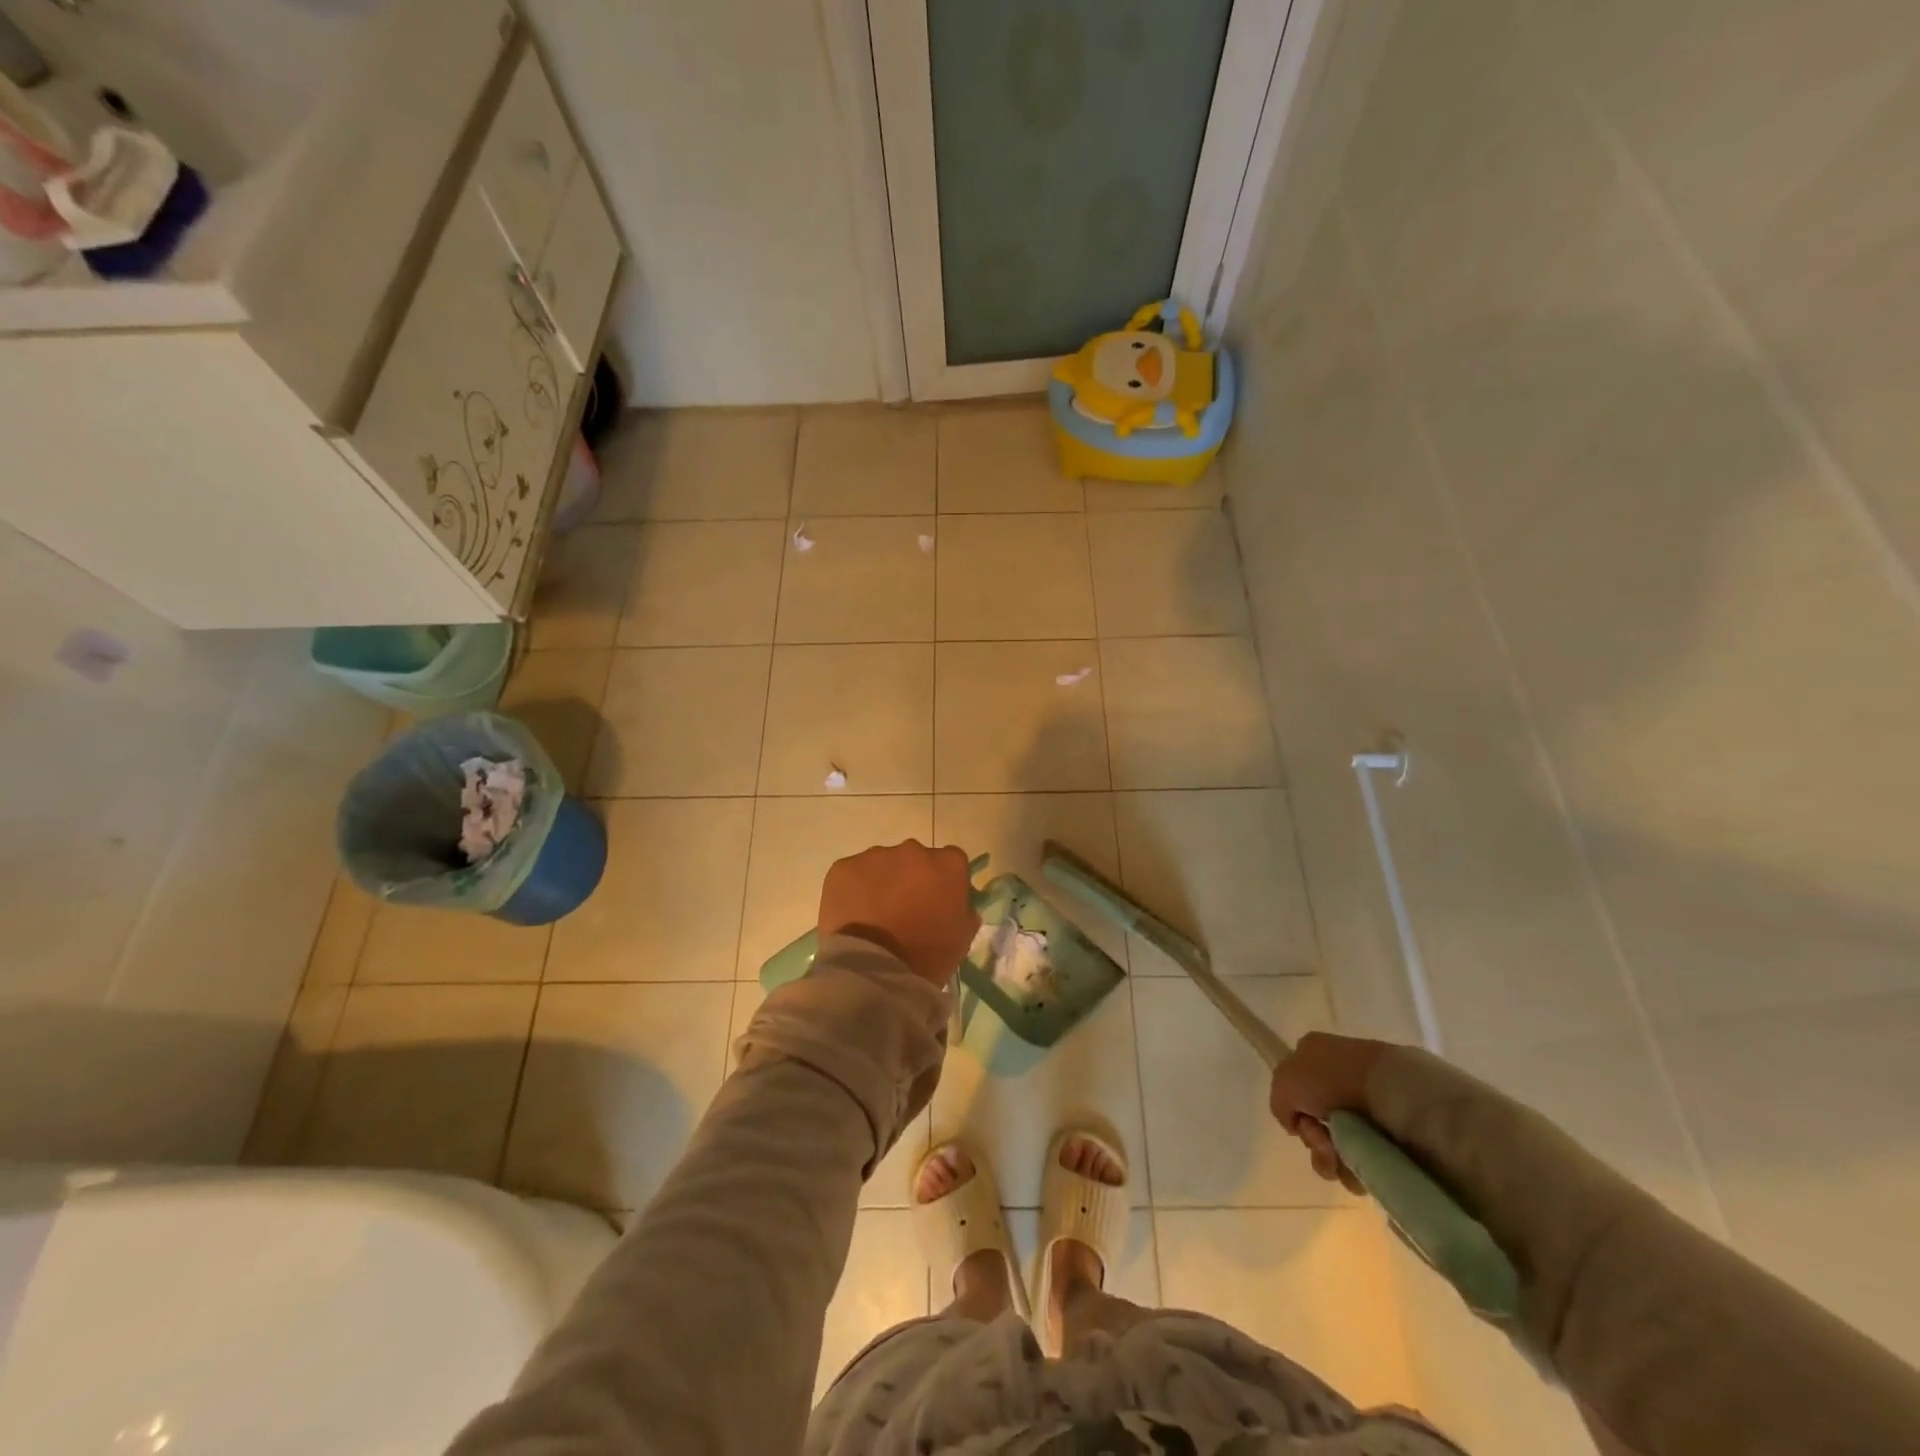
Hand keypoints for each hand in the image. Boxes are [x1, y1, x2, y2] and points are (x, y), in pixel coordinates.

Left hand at [818, 840, 979, 989]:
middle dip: (911, 878)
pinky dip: (854, 889)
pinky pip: (853, 874)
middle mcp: (913, 850)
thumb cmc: (927, 956)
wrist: (875, 970)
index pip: (951, 862)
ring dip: (882, 882)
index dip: (943, 882)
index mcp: (948, 864)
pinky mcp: (844, 867)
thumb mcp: (963, 936)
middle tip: (904, 910)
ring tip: (875, 916)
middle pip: (915, 859)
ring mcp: (876, 856)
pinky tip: (854, 915)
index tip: (936, 902)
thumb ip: (963, 909)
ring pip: (882, 864)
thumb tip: (955, 902)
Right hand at [1268, 1031, 1388, 1195]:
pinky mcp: (1391, 1132)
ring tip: (1344, 1158)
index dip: (1294, 1110)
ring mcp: (1367, 1104)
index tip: (1301, 1121)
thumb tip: (1295, 1124)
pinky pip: (1364, 1160)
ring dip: (1332, 1159)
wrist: (1391, 1091)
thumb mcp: (1285, 1081)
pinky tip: (1361, 1165)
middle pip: (1315, 1122)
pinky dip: (1357, 1169)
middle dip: (1314, 1140)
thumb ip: (1279, 1103)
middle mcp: (1340, 1077)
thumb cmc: (1333, 1078)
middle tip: (1323, 1142)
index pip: (1295, 1088)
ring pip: (1338, 1145)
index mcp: (1316, 1054)